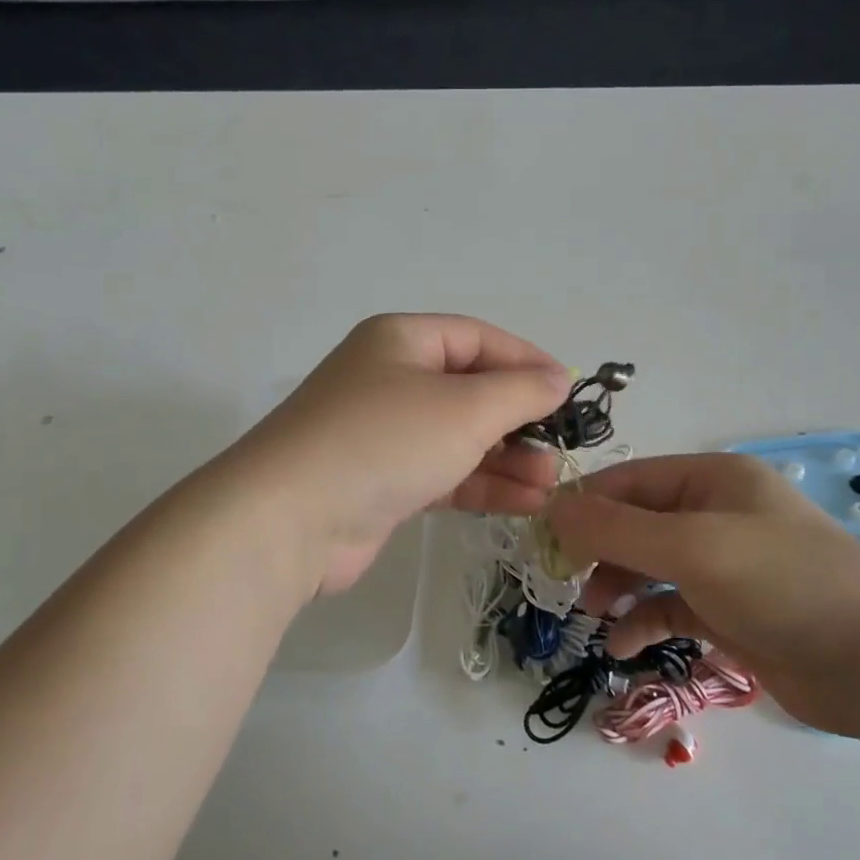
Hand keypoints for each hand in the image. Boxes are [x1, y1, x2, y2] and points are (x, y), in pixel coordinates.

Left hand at [238, 315, 572, 593]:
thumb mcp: (464, 408)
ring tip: (550, 484)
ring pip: (460, 438)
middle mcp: (391, 379)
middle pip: (471, 390)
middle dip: (520, 420)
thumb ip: (520, 391)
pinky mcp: (381, 482)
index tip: (570, 392)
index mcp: (402, 340)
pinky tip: (525, 502)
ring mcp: (384, 434)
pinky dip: (481, 485)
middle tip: (561, 448)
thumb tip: (559, 378)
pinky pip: (444, 474)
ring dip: (507, 459)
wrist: (289, 521)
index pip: (479, 338)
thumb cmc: (384, 441)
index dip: (528, 361)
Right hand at [548, 453, 859, 738]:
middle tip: (566, 582)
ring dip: (617, 588)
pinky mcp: (729, 611)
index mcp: (711, 479)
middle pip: (635, 523)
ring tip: (596, 615)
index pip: (629, 481)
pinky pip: (670, 607)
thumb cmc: (782, 583)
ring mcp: (723, 564)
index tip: (542, 538)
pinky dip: (644, 622)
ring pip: (648, 567)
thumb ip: (617, 529)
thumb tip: (552, 510)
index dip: (584, 505)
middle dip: (598, 551)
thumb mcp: (692, 548)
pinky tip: (622, 645)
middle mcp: (714, 514)